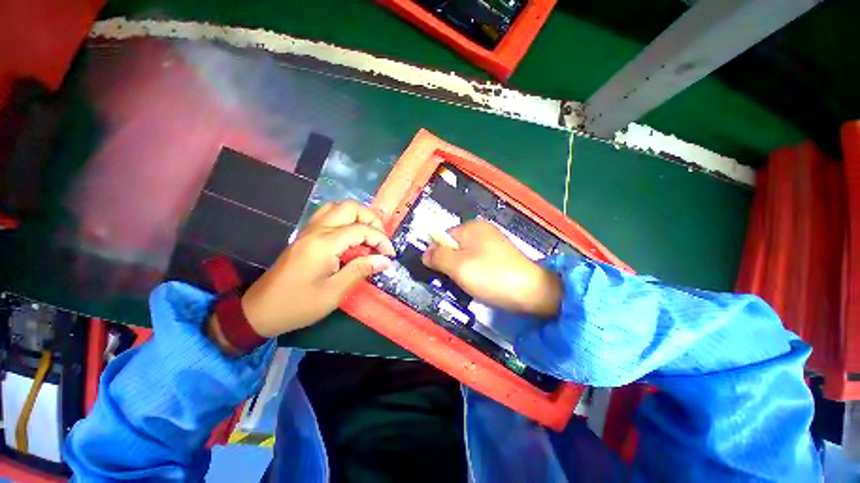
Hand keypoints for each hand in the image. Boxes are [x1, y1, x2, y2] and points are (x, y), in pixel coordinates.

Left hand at [237, 201, 394, 337]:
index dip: (381, 240)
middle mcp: (316, 230)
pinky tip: (350, 236)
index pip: (361, 229)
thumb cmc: (298, 305)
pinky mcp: (305, 235)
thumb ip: (361, 270)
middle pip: (350, 208)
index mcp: (324, 244)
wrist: (260, 310)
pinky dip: (344, 219)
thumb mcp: (334, 292)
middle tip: (380, 240)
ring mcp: (308, 230)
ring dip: (357, 216)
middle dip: (371, 220)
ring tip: (367, 235)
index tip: (390, 255)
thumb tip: (384, 261)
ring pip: (337, 207)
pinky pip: (327, 215)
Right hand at [422, 220, 561, 317]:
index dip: (439, 255)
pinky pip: (479, 261)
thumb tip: (425, 253)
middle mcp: (483, 229)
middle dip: (452, 263)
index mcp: (472, 227)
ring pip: (466, 255)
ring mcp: (494, 242)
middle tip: (459, 279)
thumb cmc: (491, 276)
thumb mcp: (458, 267)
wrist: (533, 292)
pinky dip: (477, 272)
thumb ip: (438, 257)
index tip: (443, 273)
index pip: (443, 236)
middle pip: (455, 246)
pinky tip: (483, 282)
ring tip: (472, 283)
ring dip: (464, 270)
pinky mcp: (501, 255)